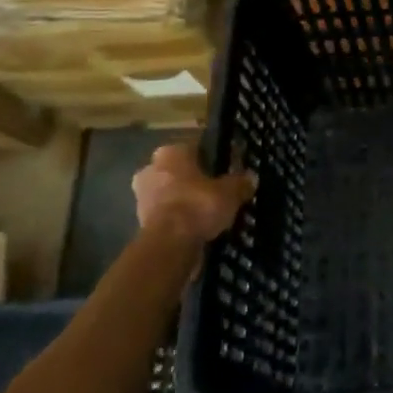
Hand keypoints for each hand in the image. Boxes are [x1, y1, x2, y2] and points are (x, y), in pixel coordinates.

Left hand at [131, 143, 256, 244]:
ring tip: (208, 211)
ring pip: (170, 192)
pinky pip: (166, 213)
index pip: (194, 147)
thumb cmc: (198, 205)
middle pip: (178, 170)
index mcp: (171, 152)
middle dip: (193, 179)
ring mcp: (142, 196)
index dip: (211, 157)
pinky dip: (178, 218)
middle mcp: (151, 168)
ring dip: (184, 200)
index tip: (224, 168)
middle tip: (215, 190)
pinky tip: (196, 226)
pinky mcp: (140, 221)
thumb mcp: (230, 192)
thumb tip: (251, 178)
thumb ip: (240, 183)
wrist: (169, 245)